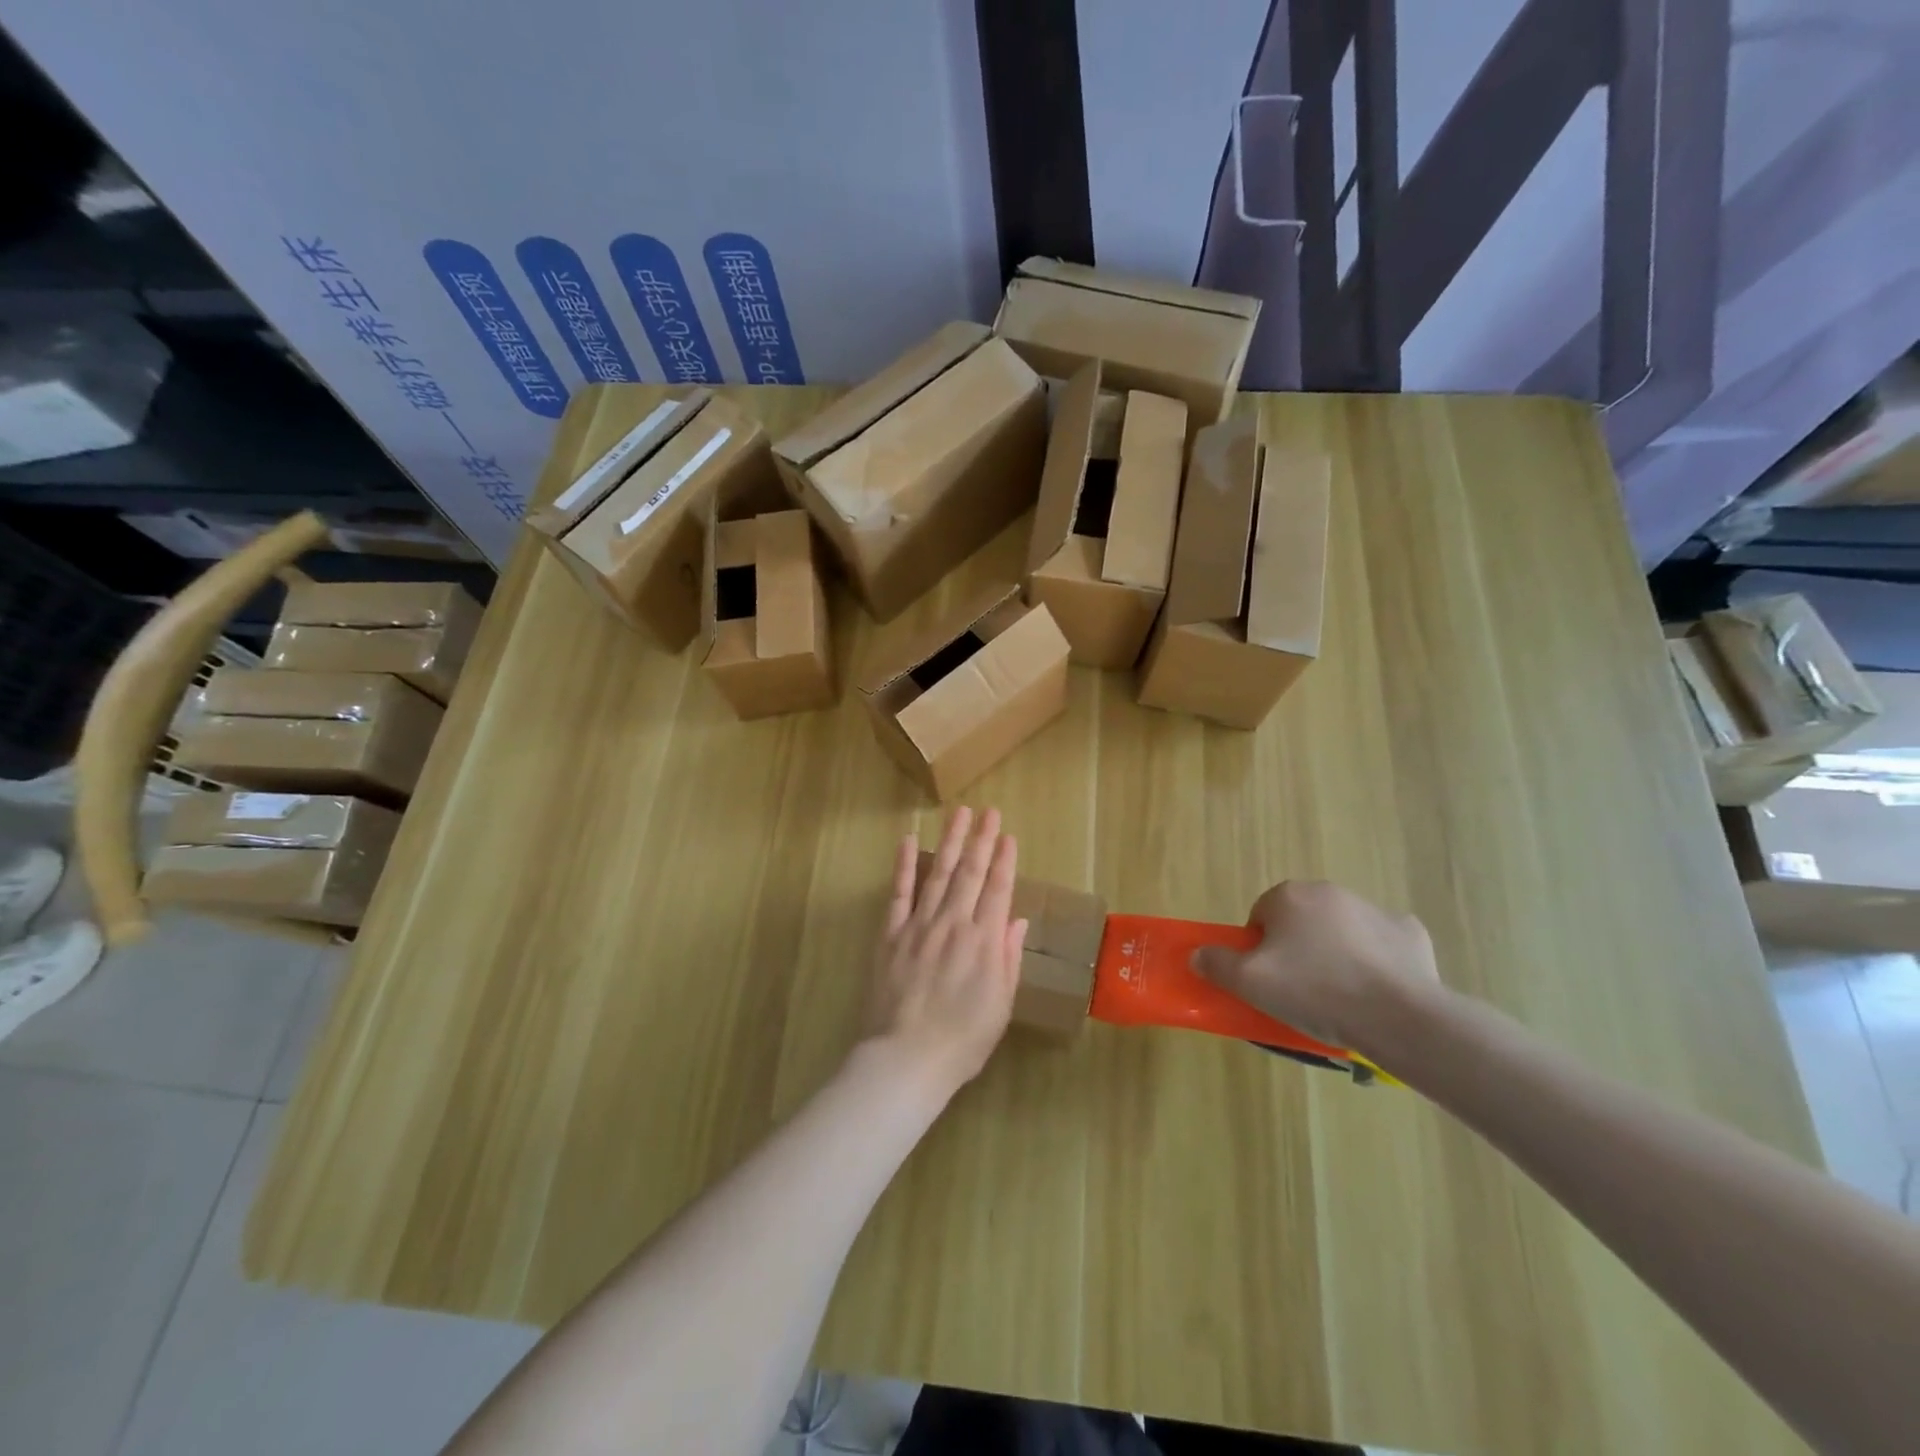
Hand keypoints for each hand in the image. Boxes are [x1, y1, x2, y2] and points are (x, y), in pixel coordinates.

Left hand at [864, 807, 1028, 1099]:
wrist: (906, 1058)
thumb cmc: (962, 1041)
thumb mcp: (1000, 1005)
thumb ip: (1008, 958)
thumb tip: (1015, 919)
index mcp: (984, 942)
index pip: (997, 890)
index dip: (1004, 860)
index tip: (1007, 835)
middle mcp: (953, 924)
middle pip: (970, 873)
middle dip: (980, 839)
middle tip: (988, 810)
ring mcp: (920, 925)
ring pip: (938, 874)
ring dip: (949, 841)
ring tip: (958, 813)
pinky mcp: (891, 934)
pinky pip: (898, 893)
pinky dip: (903, 865)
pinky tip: (907, 840)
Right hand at [1191, 880, 1441, 1059]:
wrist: (1399, 1016)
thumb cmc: (1315, 991)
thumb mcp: (1250, 983)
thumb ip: (1217, 964)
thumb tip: (1197, 954)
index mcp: (1289, 896)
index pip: (1260, 916)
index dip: (1259, 949)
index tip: (1268, 979)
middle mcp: (1329, 891)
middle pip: (1300, 920)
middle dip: (1297, 948)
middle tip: (1298, 989)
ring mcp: (1374, 909)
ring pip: (1340, 931)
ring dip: (1335, 953)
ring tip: (1339, 997)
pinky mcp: (1409, 932)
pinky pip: (1381, 944)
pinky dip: (1376, 962)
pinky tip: (1376, 991)